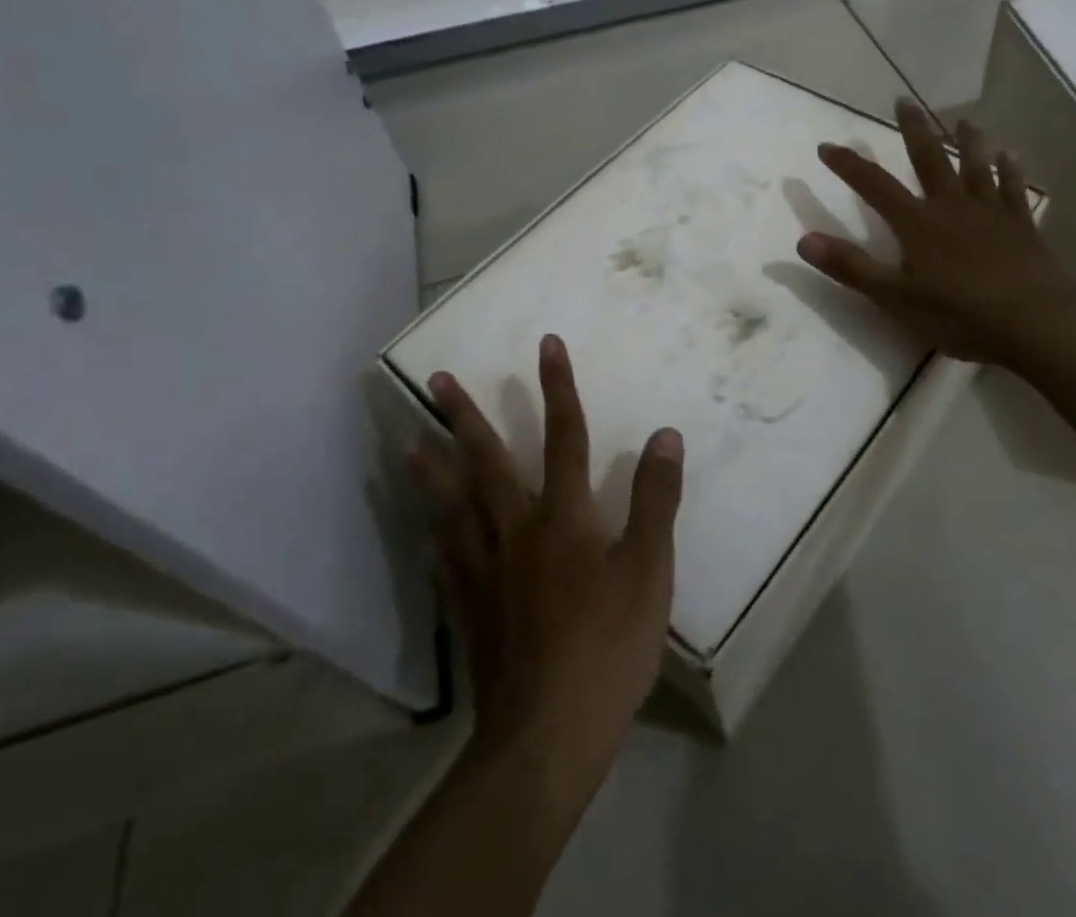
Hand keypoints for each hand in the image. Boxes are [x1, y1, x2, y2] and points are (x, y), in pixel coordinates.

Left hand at [409, 335, 683, 803]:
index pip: (564, 434)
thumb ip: (657, 499)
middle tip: (435, 381)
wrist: (547, 733)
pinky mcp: (470, 609)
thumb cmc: (608, 646)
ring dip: (434, 470)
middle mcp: (517, 529)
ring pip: (454, 506)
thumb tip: (664, 434)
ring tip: (411, 443)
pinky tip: (427, 531)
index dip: (558, 386)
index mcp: (564, 515)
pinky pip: (447, 561)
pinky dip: (436, 537)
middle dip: (464, 417)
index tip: (546, 342)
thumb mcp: (650, 570)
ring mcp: (486, 570)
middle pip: (487, 461)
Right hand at [795, 98, 1074, 365]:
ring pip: (976, 167)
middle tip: (904, 100)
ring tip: (964, 119)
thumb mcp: (894, 298)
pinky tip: (1012, 155)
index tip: (827, 145)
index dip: (849, 165)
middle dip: (913, 129)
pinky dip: (1011, 170)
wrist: (1036, 322)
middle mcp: (951, 207)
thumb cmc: (959, 313)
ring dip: (968, 141)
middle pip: (929, 159)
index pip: (874, 185)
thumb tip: (803, 241)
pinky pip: (1013, 190)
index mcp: (917, 223)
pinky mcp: (1020, 227)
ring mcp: (990, 213)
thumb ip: (850, 267)